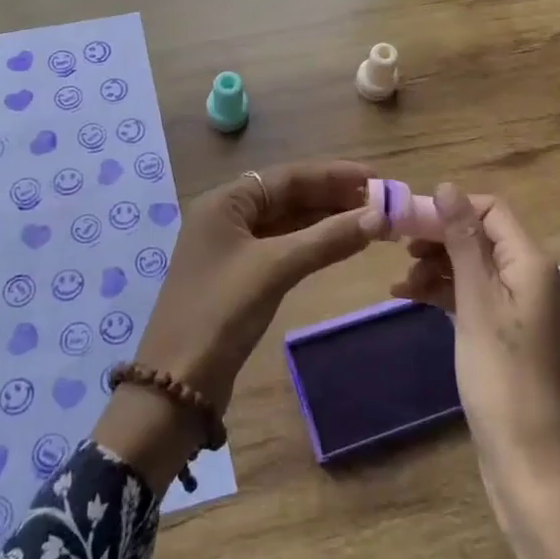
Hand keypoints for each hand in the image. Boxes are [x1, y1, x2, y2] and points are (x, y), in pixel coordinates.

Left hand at [138, 159, 381, 405]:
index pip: (288, 176)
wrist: (178, 383)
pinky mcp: (239, 276)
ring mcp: (231, 247)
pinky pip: (282, 247)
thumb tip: (379, 216)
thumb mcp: (275, 269)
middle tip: (381, 202)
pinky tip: (340, 245)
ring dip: (326, 221)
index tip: (377, 178)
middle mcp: (226, 216)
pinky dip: (311, 244)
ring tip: (371, 221)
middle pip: (288, 196)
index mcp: (225, 202)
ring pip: (287, 222)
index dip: (334, 175)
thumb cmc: (221, 312)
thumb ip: (326, 239)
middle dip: (333, 197)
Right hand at [393, 183, 559, 488]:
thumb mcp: (476, 303)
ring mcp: (522, 308)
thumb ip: (462, 242)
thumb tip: (447, 186)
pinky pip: (475, 297)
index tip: (405, 221)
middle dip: (438, 238)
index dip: (448, 209)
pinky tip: (411, 298)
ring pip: (474, 268)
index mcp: (532, 264)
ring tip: (399, 284)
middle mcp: (532, 278)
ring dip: (437, 267)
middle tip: (395, 248)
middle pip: (480, 237)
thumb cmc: (501, 377)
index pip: (490, 210)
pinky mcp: (510, 334)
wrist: (529, 462)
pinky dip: (445, 294)